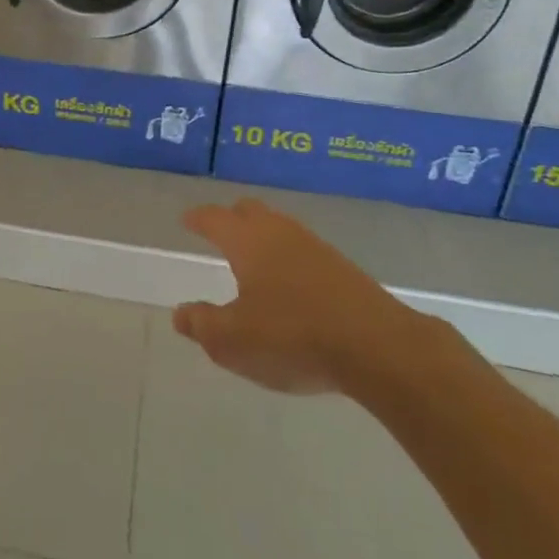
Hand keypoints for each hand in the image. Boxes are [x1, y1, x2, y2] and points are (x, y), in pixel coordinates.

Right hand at [173, 198, 427, 397]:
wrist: (377, 346)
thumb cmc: (292, 337)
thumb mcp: (233, 341)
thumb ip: (202, 324)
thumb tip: (180, 312)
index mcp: (247, 242)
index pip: (215, 219)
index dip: (198, 219)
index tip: (187, 220)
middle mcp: (279, 233)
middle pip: (250, 211)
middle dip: (232, 218)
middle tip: (219, 232)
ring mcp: (315, 247)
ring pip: (280, 228)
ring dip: (263, 238)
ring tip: (254, 260)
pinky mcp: (343, 268)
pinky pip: (303, 250)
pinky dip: (288, 258)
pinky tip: (291, 284)